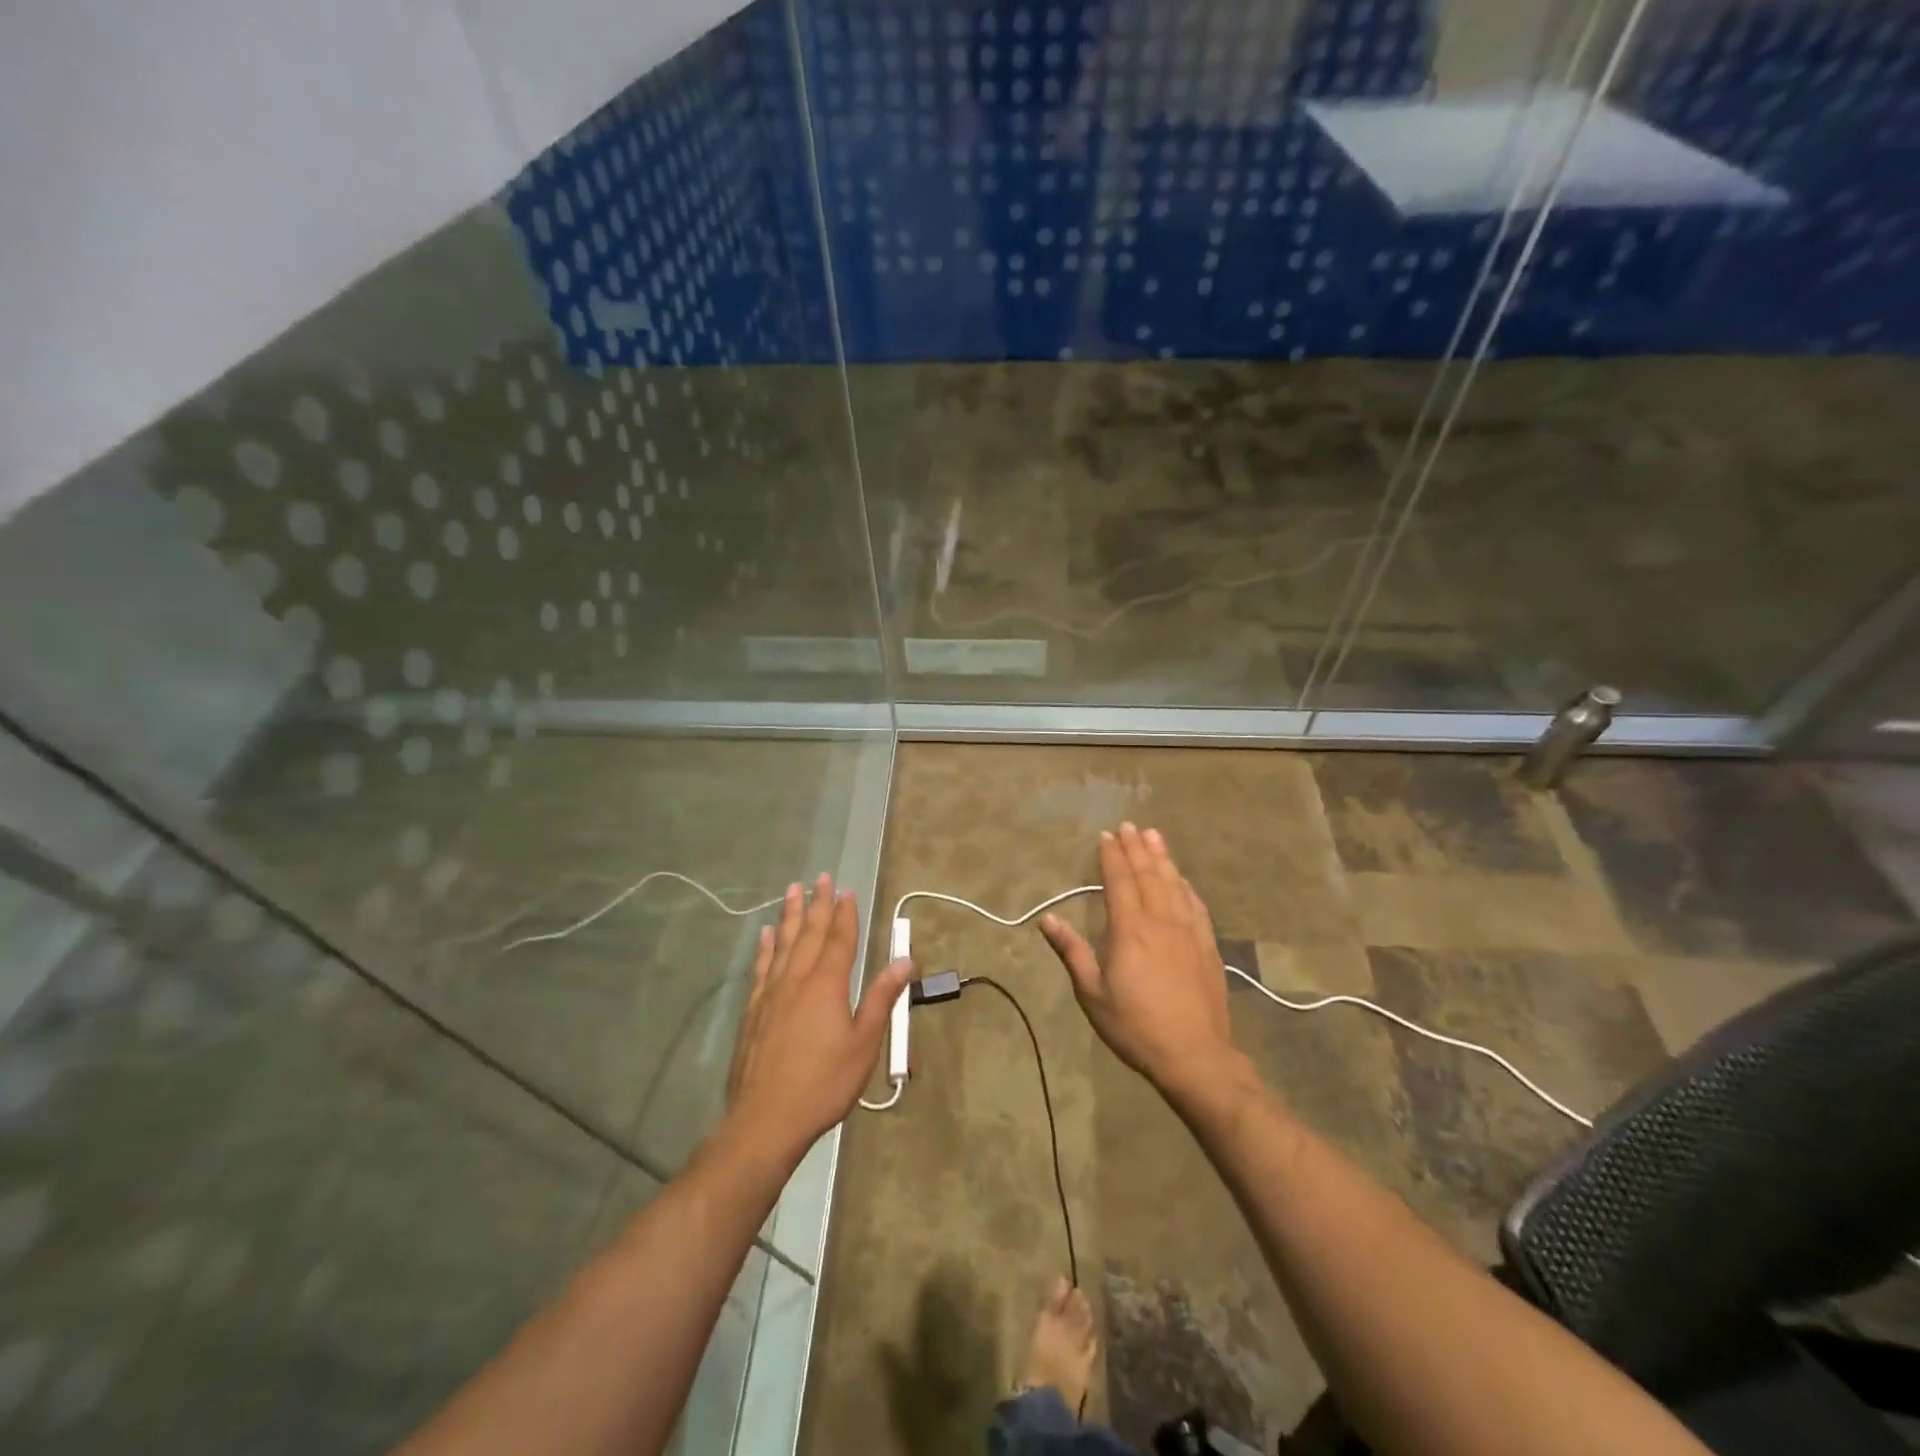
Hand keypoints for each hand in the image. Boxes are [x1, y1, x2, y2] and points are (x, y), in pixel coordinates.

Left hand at [725, 874, 911, 1164]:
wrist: (766, 1118)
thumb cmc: (823, 1083)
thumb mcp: (864, 1044)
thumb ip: (882, 998)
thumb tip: (904, 960)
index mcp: (828, 984)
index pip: (840, 939)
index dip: (845, 914)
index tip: (848, 891)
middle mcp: (798, 978)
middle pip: (811, 933)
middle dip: (819, 903)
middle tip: (822, 877)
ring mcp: (772, 992)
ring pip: (784, 942)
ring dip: (792, 914)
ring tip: (794, 890)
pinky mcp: (754, 1009)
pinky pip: (762, 966)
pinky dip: (766, 946)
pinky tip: (767, 934)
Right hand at [1037, 824, 1233, 1093]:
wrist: (1194, 1055)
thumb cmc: (1135, 1026)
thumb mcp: (1092, 993)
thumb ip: (1071, 951)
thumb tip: (1047, 920)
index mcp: (1130, 929)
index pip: (1119, 881)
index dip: (1112, 856)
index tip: (1106, 836)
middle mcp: (1161, 921)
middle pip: (1148, 875)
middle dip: (1136, 848)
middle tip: (1128, 826)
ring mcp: (1188, 931)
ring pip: (1174, 883)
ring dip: (1162, 857)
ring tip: (1153, 836)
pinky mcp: (1207, 945)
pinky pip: (1195, 904)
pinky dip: (1185, 885)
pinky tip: (1181, 878)